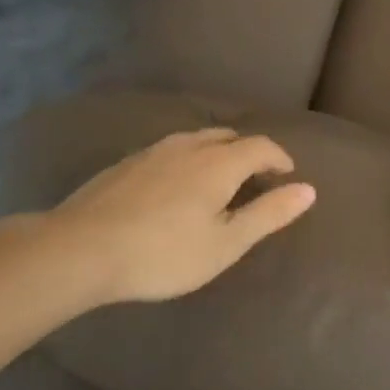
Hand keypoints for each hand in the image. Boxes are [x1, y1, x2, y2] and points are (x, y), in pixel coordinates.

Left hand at [51, 128, 315, 306]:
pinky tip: (176, 185)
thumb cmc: (163, 253)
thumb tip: (308, 189)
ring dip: (217, 152)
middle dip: (249, 151)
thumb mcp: (226, 243)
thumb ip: (268, 214)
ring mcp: (153, 152)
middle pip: (227, 136)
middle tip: (257, 176)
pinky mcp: (126, 163)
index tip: (288, 174)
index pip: (260, 146)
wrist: (80, 249)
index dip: (279, 157)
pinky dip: (188, 159)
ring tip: (219, 178)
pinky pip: (170, 151)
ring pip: (195, 140)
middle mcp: (188, 146)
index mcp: (218, 163)